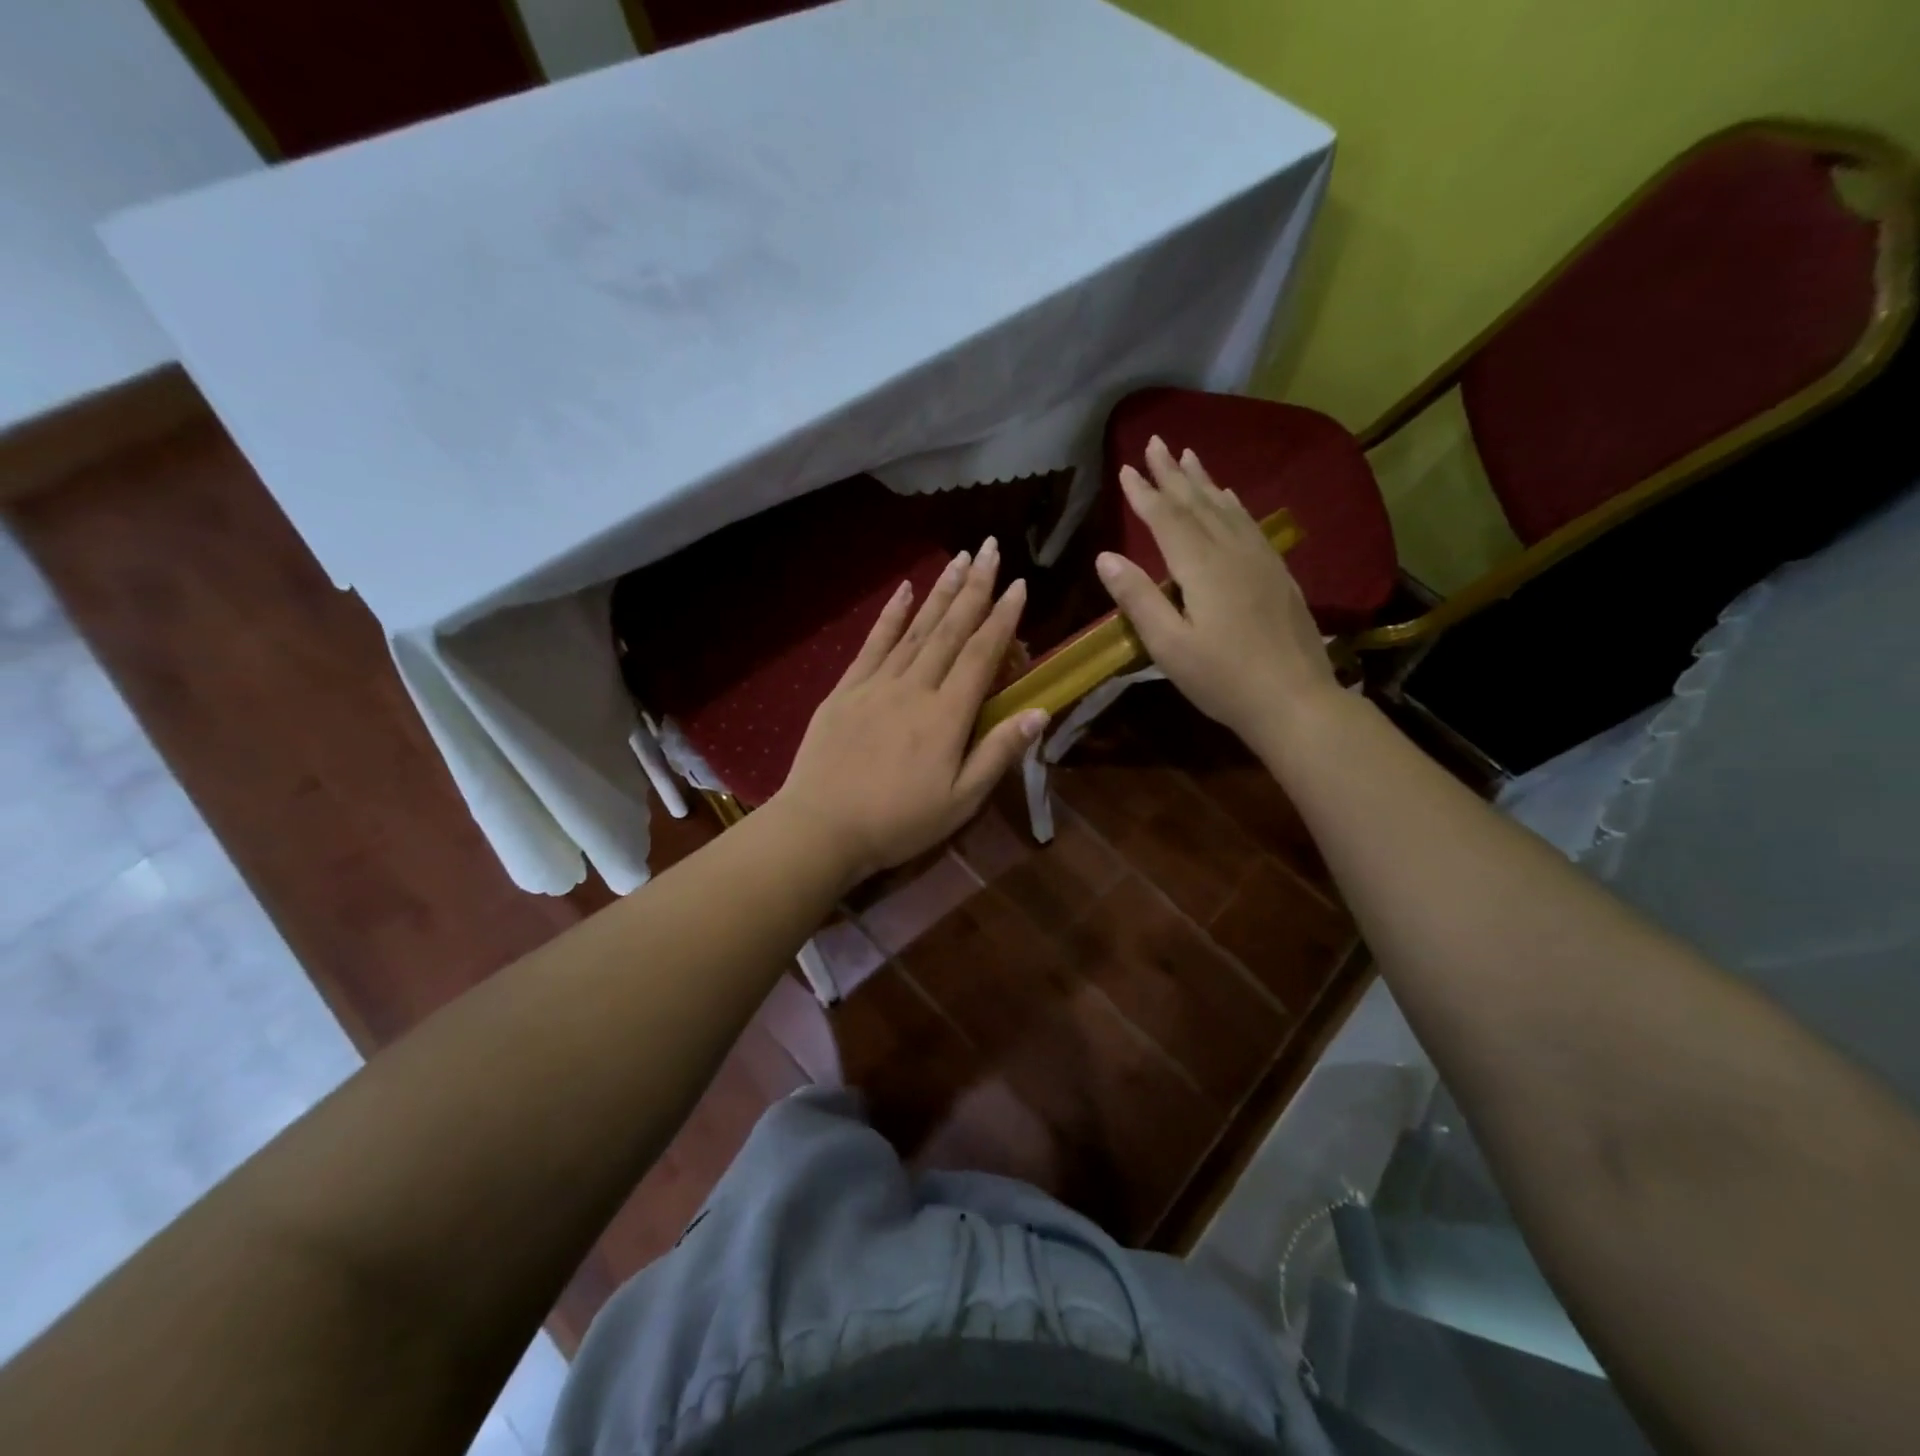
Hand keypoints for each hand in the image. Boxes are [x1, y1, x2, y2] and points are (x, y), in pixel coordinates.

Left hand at [771, 536, 1046, 887]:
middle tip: (991, 548)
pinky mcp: (846, 689)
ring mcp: (877, 684)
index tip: (1018, 584)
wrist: (821, 827)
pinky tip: (905, 590)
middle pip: (950, 630)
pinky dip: (891, 615)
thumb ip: (998, 753)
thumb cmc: (898, 822)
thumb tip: (1040, 711)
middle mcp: (915, 688)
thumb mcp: (960, 801)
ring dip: (940, 591)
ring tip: (960, 558)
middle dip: (974, 587)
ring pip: (916, 629)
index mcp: (947, 716)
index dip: (1002, 618)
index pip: (981, 655)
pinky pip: (874, 643)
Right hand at [1095, 435, 1338, 747]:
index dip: (1144, 493)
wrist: (1295, 700)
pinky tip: (1229, 498)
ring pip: (1226, 509)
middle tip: (1157, 442)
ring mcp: (1260, 560)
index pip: (1166, 519)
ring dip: (1204, 481)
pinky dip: (1232, 504)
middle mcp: (1232, 552)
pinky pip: (1249, 524)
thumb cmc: (1223, 680)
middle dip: (1173, 473)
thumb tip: (1106, 557)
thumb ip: (1138, 599)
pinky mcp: (1277, 574)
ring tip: (1189, 456)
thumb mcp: (1169, 646)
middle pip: (1198, 503)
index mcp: (1202, 568)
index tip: (1126, 468)